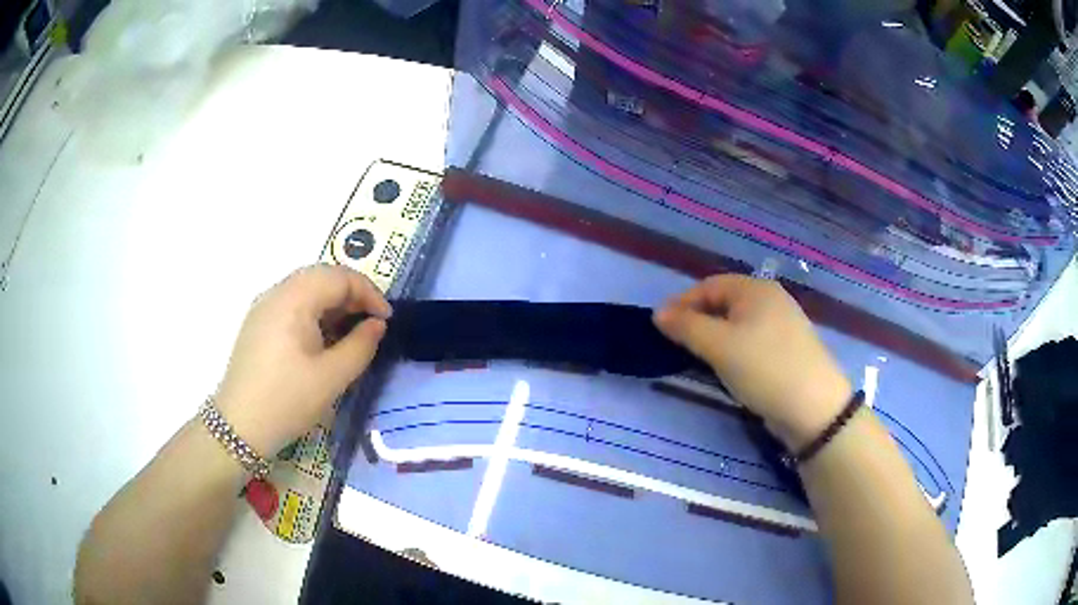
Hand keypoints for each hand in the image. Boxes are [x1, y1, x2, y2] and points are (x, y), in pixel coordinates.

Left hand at [214, 264, 391, 455]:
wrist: (239, 426)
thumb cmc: (287, 400)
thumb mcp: (332, 377)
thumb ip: (361, 345)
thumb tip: (377, 324)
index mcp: (294, 299)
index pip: (339, 277)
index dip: (369, 293)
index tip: (386, 320)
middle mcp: (276, 293)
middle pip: (321, 277)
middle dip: (351, 295)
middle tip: (371, 323)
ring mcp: (263, 307)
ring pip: (306, 290)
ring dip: (333, 304)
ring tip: (350, 333)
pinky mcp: (257, 324)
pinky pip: (292, 305)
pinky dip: (314, 313)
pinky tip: (322, 340)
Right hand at [654, 274, 851, 450]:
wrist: (813, 407)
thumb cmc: (764, 368)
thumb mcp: (719, 346)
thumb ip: (686, 326)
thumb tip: (659, 313)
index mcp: (756, 289)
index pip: (708, 286)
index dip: (682, 303)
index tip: (661, 328)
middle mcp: (771, 299)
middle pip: (724, 303)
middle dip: (698, 321)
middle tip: (678, 346)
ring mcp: (782, 325)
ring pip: (737, 324)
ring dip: (714, 338)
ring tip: (699, 360)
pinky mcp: (787, 349)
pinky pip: (751, 341)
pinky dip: (733, 350)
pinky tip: (729, 369)